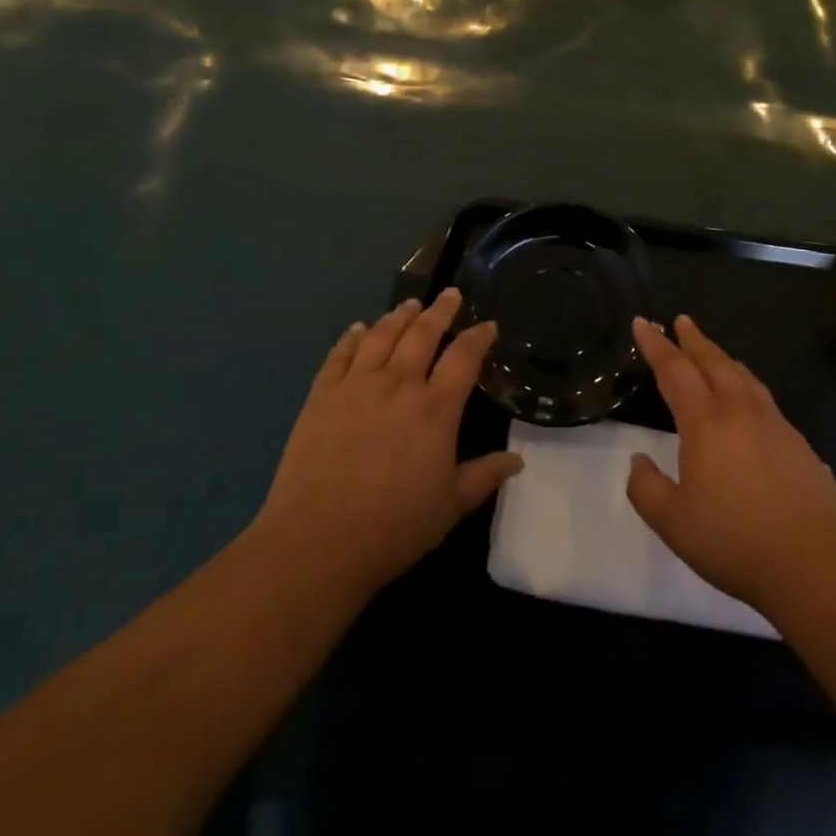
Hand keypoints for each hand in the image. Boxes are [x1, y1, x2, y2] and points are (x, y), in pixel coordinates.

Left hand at [252, 288, 521, 601]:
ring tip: (410, 304)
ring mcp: (357, 386)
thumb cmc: (393, 527)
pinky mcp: (322, 395)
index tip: (488, 325)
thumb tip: (518, 460)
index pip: (464, 357)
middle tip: (450, 294)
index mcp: (435, 409)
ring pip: (382, 335)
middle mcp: (398, 384)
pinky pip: (340, 354)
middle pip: (423, 334)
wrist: (317, 542)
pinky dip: (352, 337)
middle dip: (440, 310)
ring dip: (399, 316)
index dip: (479, 337)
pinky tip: (359, 329)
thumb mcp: (450, 506)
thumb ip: (484, 476)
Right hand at [626, 314, 835, 618]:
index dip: (656, 344)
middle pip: (713, 361)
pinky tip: (747, 398)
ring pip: (742, 375)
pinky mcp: (797, 442)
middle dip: (693, 339)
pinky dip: (745, 382)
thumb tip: (638, 460)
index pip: (675, 370)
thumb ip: (646, 489)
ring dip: (721, 357)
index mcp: (705, 422)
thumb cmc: (736, 542)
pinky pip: (762, 396)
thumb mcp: (674, 524)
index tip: (643, 323)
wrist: (817, 564)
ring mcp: (774, 423)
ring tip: (710, 351)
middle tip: (680, 322)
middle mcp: (739, 410)